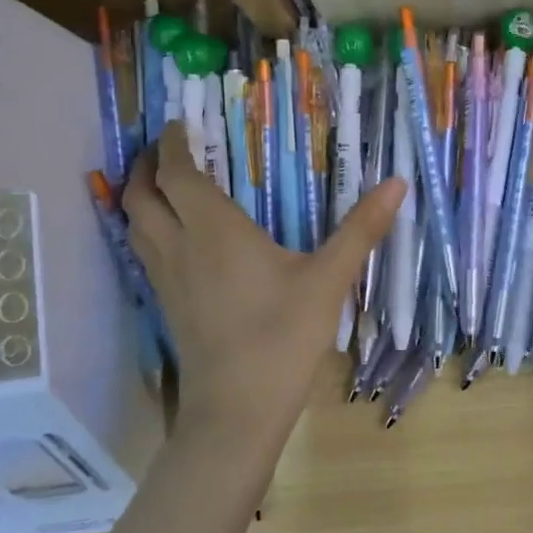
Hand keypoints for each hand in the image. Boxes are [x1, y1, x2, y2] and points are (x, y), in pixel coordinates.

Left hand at [123, 124, 403, 456]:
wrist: (237, 409)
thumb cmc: (282, 337)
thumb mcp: (328, 279)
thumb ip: (361, 229)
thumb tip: (397, 183)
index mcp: (213, 229)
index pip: (177, 172)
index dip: (173, 143)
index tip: (182, 123)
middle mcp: (178, 245)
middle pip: (141, 193)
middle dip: (148, 164)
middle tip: (170, 148)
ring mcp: (166, 278)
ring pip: (134, 223)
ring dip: (142, 195)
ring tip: (166, 184)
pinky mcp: (166, 305)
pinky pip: (144, 250)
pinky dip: (148, 227)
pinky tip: (176, 237)